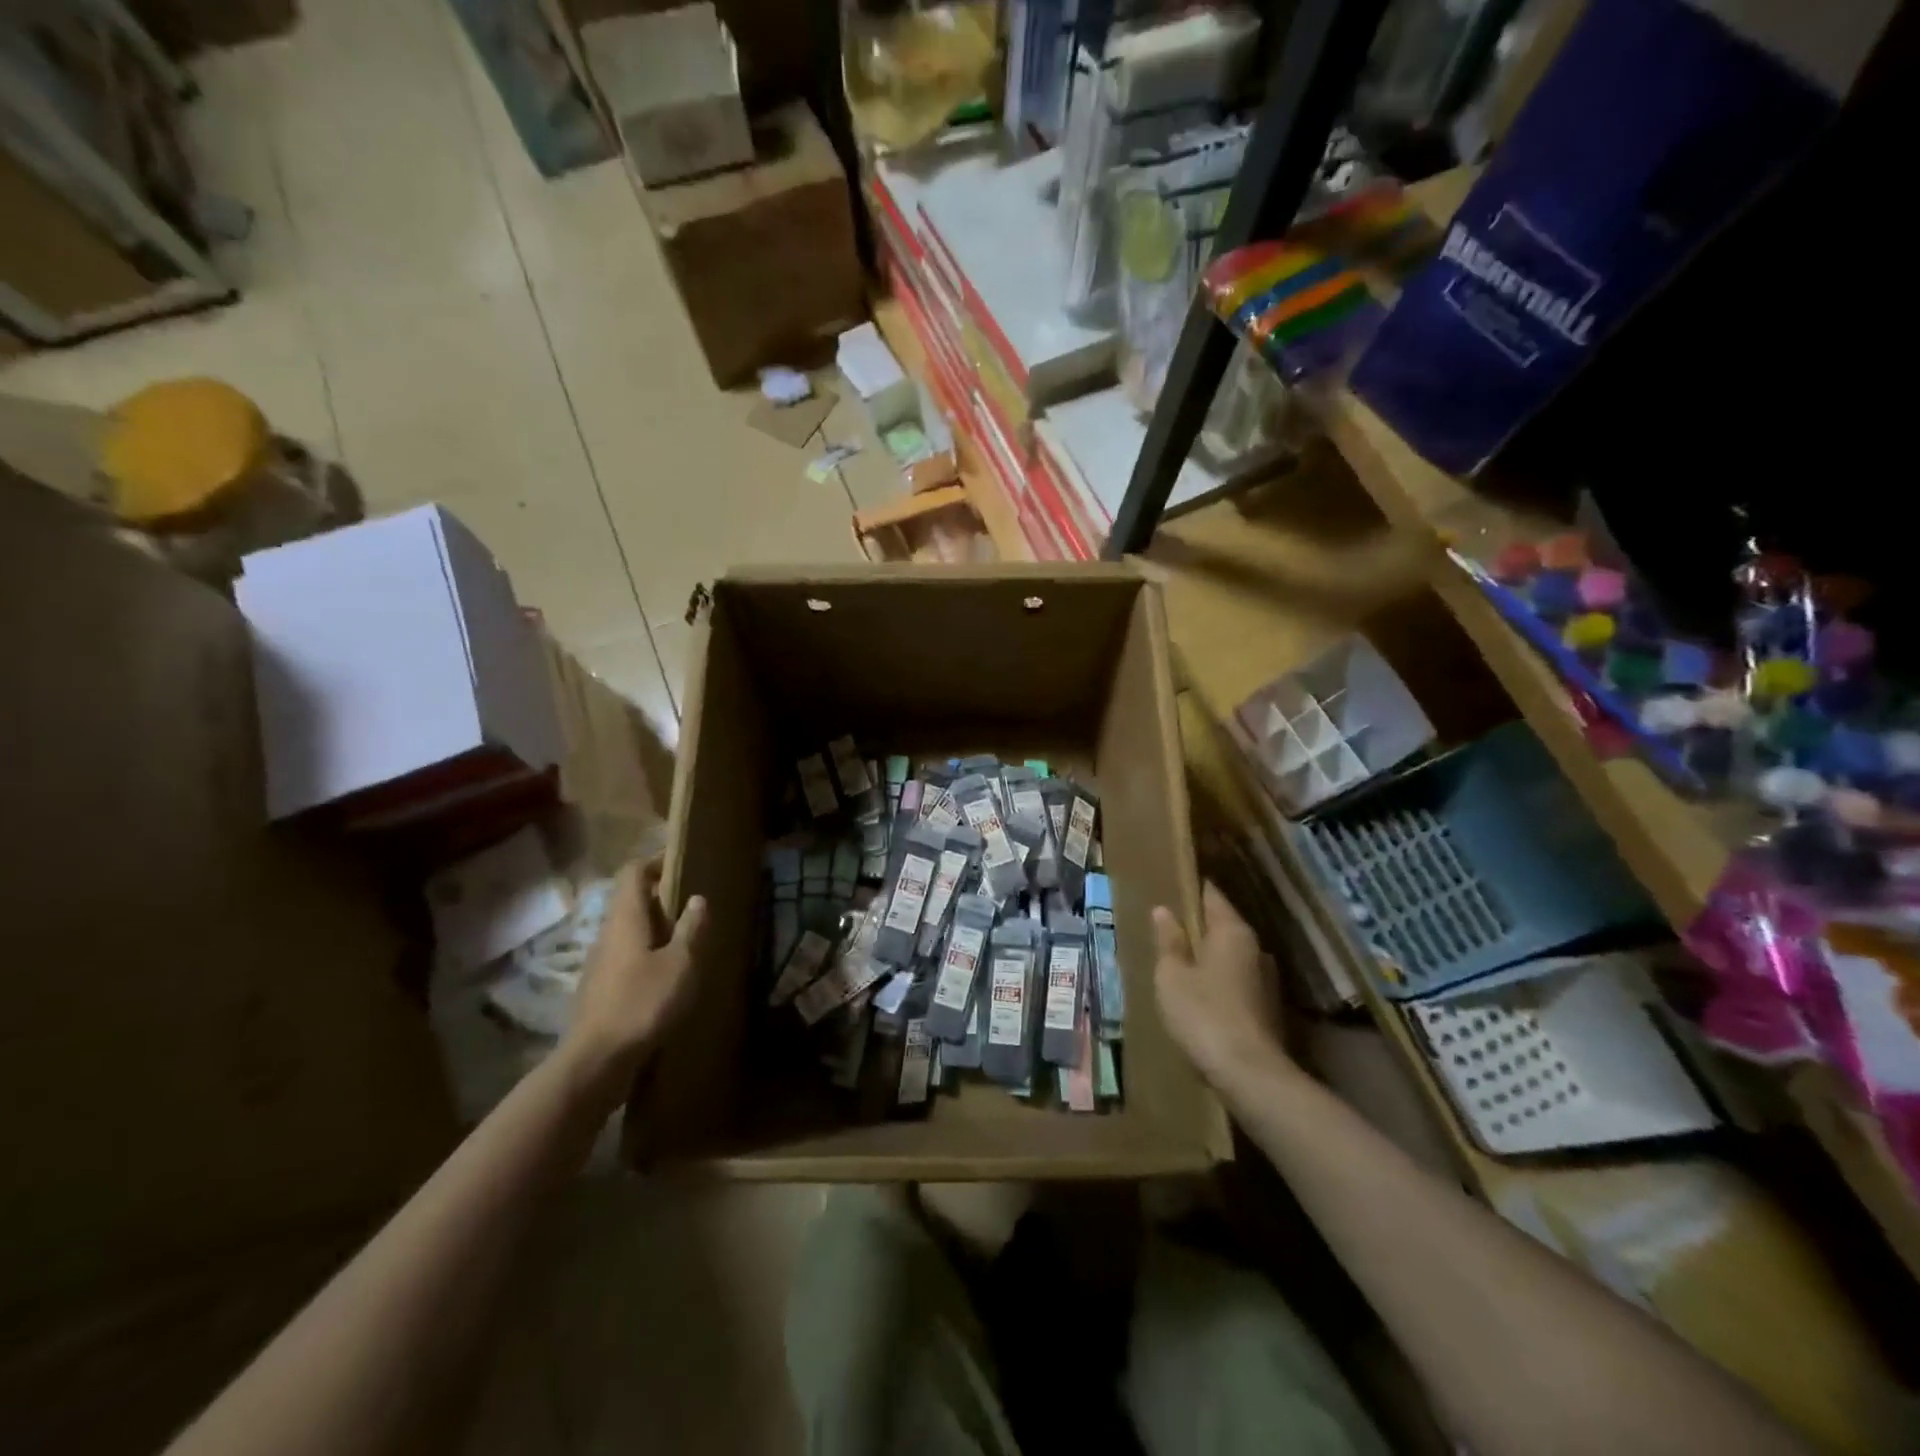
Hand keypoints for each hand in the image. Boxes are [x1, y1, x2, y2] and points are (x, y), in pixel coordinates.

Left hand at [561, 857, 705, 1096]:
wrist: (596, 1061)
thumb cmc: (643, 1003)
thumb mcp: (681, 964)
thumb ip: (691, 929)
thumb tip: (697, 899)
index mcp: (626, 918)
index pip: (633, 873)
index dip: (655, 862)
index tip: (680, 863)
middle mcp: (608, 933)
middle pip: (630, 900)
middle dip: (660, 897)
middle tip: (692, 905)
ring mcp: (600, 962)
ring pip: (628, 930)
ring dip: (655, 927)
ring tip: (686, 939)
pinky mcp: (599, 988)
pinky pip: (625, 955)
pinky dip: (646, 952)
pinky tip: (666, 974)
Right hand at [1152, 882, 1289, 1088]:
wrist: (1250, 1074)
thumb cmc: (1203, 1014)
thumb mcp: (1172, 975)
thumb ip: (1169, 941)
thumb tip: (1164, 910)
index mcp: (1232, 931)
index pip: (1211, 895)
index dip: (1191, 889)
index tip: (1171, 886)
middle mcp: (1255, 947)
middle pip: (1223, 925)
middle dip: (1198, 924)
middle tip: (1167, 925)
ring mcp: (1265, 978)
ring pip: (1230, 954)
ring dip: (1208, 955)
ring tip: (1179, 959)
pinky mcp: (1267, 1007)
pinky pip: (1236, 980)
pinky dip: (1218, 979)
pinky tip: (1199, 992)